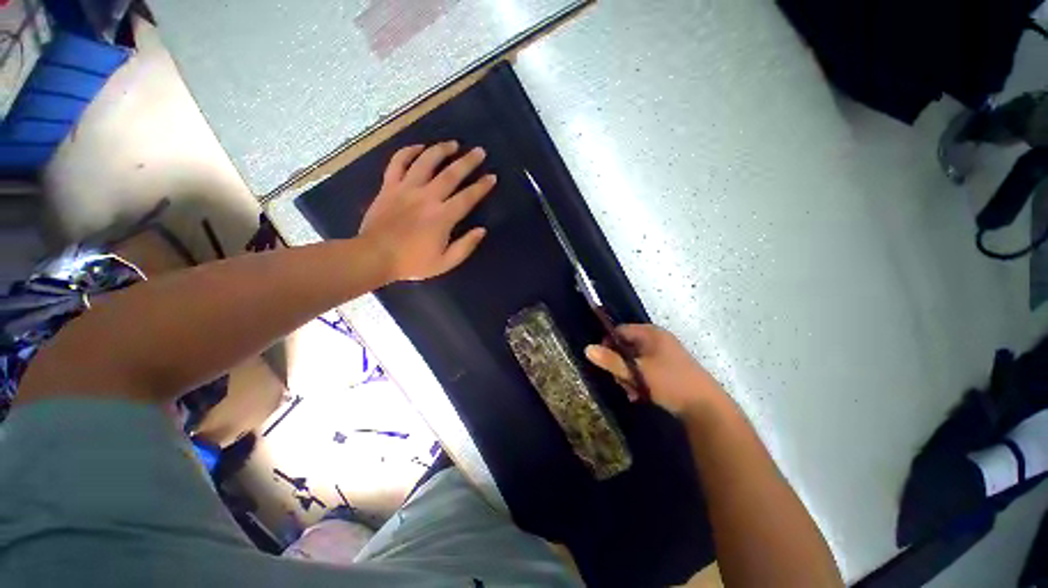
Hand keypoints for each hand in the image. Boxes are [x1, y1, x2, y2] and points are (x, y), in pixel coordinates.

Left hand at [360, 141, 496, 281]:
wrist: (375, 257)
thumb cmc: (412, 262)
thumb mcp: (445, 263)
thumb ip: (465, 247)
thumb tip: (481, 230)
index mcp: (442, 217)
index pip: (467, 197)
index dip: (482, 187)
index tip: (492, 177)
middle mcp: (427, 197)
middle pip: (451, 174)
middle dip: (468, 161)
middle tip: (479, 151)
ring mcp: (406, 189)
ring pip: (425, 161)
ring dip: (441, 150)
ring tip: (453, 144)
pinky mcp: (389, 187)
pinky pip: (397, 162)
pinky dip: (408, 151)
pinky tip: (418, 147)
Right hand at [585, 324, 724, 416]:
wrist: (706, 407)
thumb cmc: (670, 383)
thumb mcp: (637, 372)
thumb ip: (611, 360)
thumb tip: (587, 349)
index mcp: (651, 334)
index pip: (620, 331)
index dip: (609, 344)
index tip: (604, 362)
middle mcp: (658, 340)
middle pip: (627, 346)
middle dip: (620, 365)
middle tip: (620, 381)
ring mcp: (666, 354)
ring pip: (636, 361)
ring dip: (629, 376)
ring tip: (631, 392)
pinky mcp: (670, 368)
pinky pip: (647, 369)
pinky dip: (640, 380)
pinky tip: (640, 395)